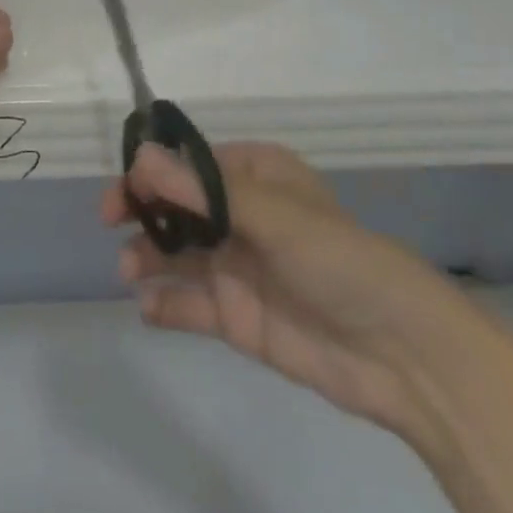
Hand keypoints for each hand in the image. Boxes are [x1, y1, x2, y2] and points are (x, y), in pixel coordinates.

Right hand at [102, 141, 474, 439]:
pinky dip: (165, 305)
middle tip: (111, 223)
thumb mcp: (272, 215)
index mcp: (255, 177)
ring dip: (148, 257)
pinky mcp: (237, 317)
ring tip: (129, 270)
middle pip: (177, 207)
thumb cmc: (339, 260)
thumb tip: (141, 157)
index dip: (154, 171)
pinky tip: (148, 308)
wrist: (401, 355)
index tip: (126, 187)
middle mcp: (241, 216)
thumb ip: (203, 193)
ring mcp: (237, 267)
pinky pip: (190, 304)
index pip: (191, 165)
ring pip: (177, 253)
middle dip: (144, 212)